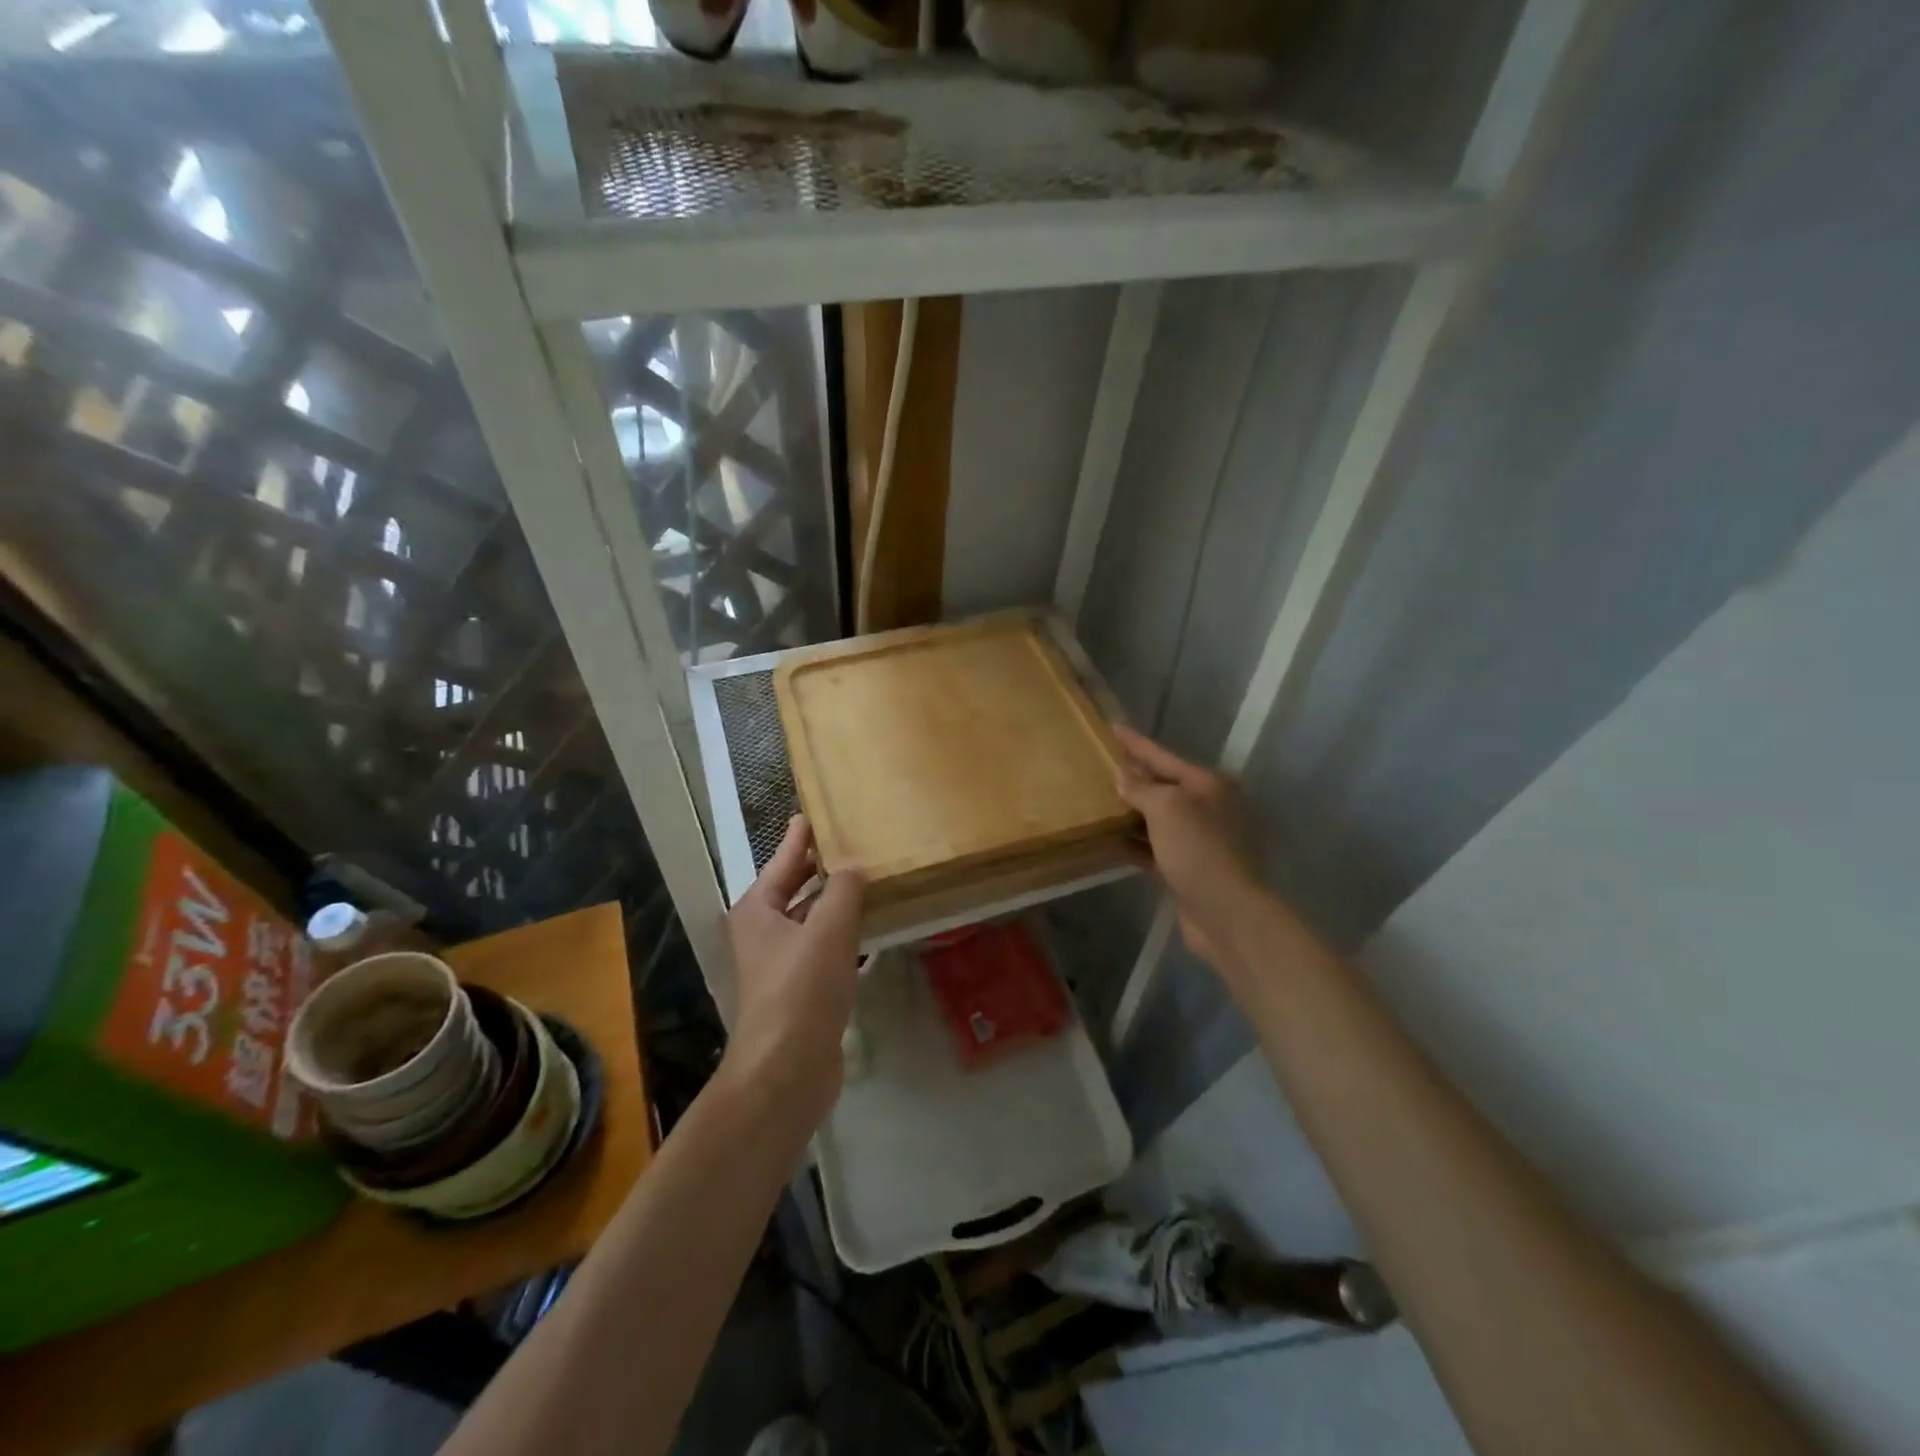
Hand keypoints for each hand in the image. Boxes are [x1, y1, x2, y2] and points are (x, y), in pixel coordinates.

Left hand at [719, 816, 865, 1130]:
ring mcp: (782, 964)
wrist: (786, 1072)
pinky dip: (847, 935)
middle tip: (855, 842)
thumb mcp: (827, 931)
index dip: (800, 837)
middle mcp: (764, 933)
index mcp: (758, 910)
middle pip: (796, 889)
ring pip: (814, 920)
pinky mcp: (802, 991)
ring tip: (872, 878)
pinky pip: (826, 949)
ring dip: (839, 903)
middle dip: (823, 869)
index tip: (814, 813)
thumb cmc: (800, 991)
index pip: (783, 860)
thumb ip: (844, 891)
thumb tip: (855, 866)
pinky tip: (873, 928)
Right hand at [1113, 724, 1259, 966]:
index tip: (1111, 728)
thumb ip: (1142, 787)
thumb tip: (1123, 774)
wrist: (1226, 912)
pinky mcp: (1187, 868)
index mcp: (1208, 785)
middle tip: (1098, 766)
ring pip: (1156, 819)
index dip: (1136, 743)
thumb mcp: (1166, 808)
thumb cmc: (1198, 849)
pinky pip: (1154, 848)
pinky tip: (1108, 841)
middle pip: (1162, 786)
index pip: (1164, 756)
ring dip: (1129, 813)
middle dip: (1132, 778)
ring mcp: (1199, 840)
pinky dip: (1134, 844)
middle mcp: (1207, 808)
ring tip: (1096, 802)